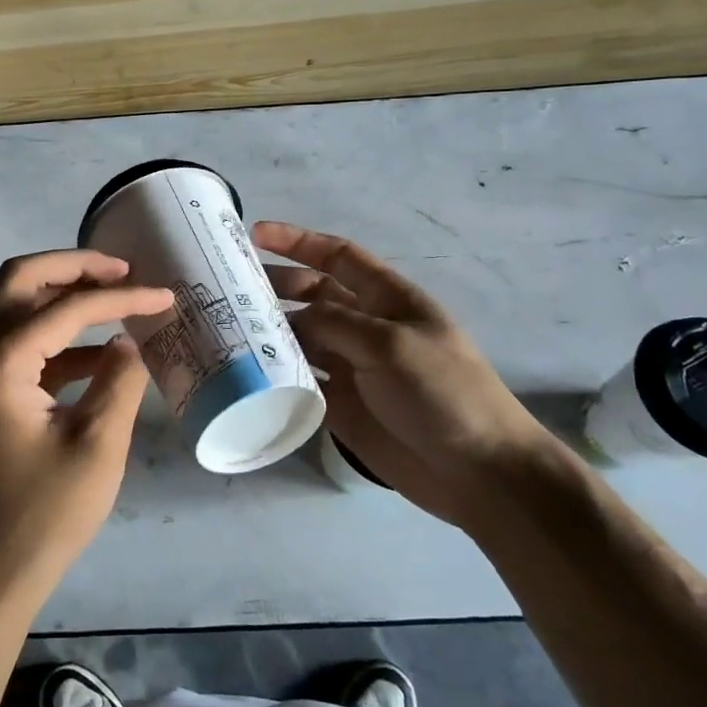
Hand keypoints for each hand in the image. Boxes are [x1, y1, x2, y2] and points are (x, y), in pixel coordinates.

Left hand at [0, 250, 174, 621]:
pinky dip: (56, 337)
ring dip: (63, 297)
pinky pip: (19, 346)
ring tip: (117, 300)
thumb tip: (128, 342)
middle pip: (21, 281)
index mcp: (1, 360)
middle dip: (73, 267)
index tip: (165, 295)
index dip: (121, 297)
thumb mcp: (98, 446)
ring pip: (16, 309)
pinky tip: (99, 353)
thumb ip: (119, 381)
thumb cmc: (42, 515)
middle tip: (123, 271)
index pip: (67, 308)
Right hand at [255, 221, 572, 525]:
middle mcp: (365, 326)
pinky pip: (301, 381)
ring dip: (270, 332)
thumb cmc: (444, 392)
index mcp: (387, 299)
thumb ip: (336, 323)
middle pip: (312, 295)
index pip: (337, 256)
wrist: (478, 472)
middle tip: (229, 290)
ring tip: (228, 330)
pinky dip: (276, 375)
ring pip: (301, 338)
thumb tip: (291, 319)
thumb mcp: (391, 344)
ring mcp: (352, 366)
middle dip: (275, 286)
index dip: (298, 241)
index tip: (254, 234)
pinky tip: (246, 373)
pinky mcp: (341, 405)